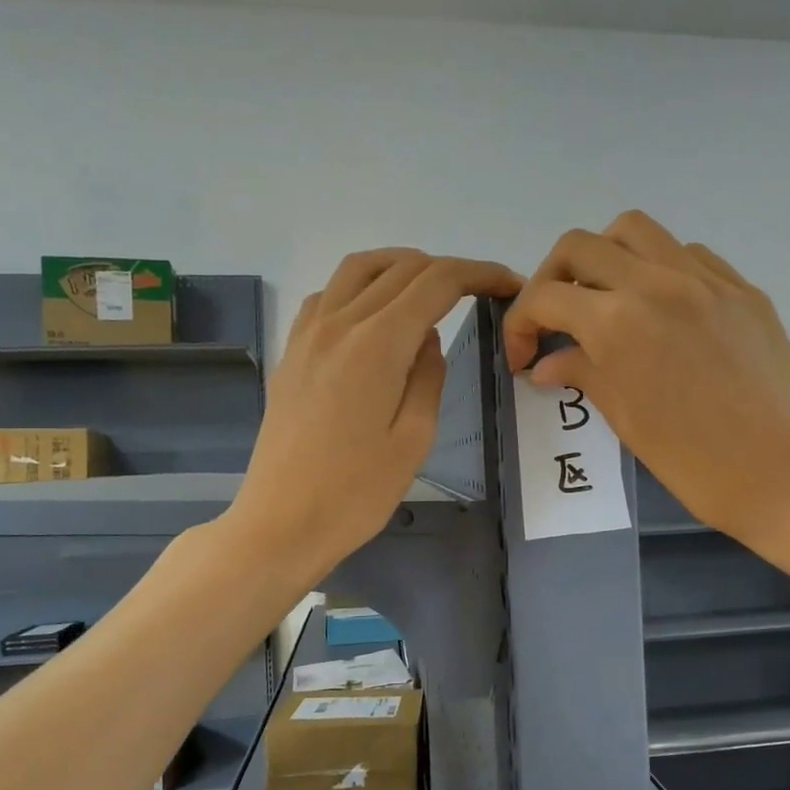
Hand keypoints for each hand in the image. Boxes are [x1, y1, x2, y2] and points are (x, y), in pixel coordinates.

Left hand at [232, 248, 522, 577]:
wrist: (281, 523)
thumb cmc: (356, 493)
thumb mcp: (415, 439)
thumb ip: (428, 376)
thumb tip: (427, 338)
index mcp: (378, 344)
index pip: (437, 281)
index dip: (480, 273)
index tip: (509, 284)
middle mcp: (339, 322)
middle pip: (401, 267)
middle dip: (449, 269)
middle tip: (481, 291)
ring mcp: (308, 334)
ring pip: (359, 268)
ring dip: (402, 266)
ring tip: (431, 290)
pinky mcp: (292, 351)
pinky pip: (328, 294)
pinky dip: (362, 287)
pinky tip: (377, 316)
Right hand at [502, 212, 789, 545]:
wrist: (786, 474)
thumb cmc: (695, 463)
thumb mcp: (625, 420)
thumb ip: (582, 374)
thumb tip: (546, 362)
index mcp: (618, 322)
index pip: (545, 297)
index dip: (520, 324)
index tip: (523, 355)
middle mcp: (657, 282)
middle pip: (580, 246)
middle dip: (552, 279)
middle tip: (556, 320)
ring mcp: (706, 279)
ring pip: (635, 231)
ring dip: (605, 257)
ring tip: (606, 300)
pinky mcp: (742, 289)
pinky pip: (687, 254)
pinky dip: (658, 269)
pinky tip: (662, 309)